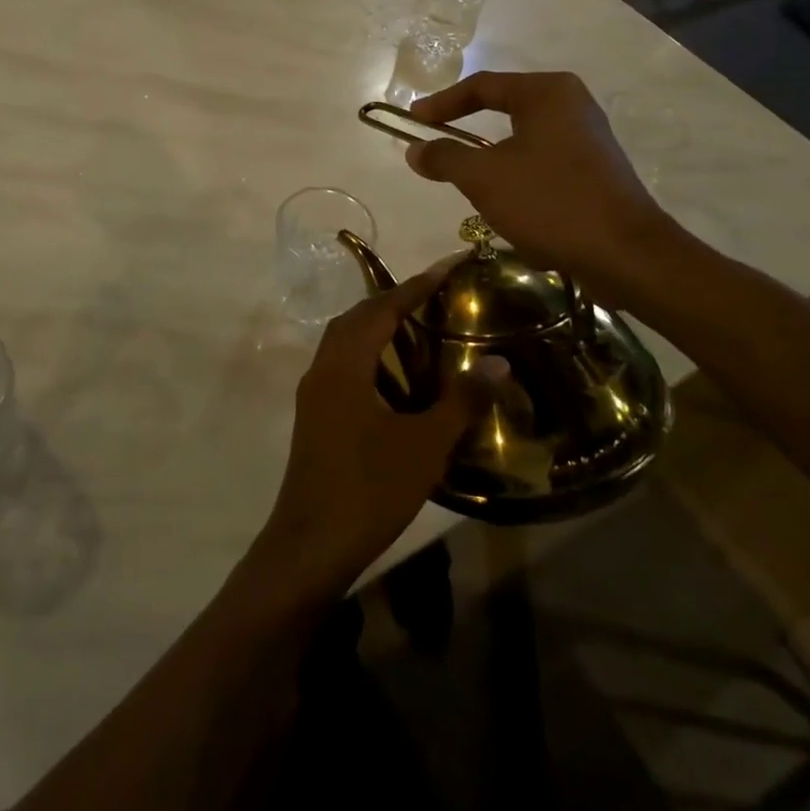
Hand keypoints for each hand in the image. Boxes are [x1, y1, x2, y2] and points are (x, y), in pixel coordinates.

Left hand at [249, 266, 477, 601]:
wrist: (312, 543)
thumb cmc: (370, 489)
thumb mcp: (424, 445)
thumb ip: (461, 401)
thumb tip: (498, 362)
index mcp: (345, 364)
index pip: (382, 308)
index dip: (415, 286)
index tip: (446, 267)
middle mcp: (323, 367)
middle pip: (357, 317)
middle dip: (393, 301)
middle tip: (434, 297)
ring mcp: (314, 392)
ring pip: (344, 341)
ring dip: (376, 327)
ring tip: (417, 329)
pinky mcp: (313, 415)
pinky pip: (341, 364)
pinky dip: (367, 355)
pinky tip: (393, 379)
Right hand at [404, 71, 682, 305]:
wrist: (626, 255)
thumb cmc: (550, 202)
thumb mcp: (484, 178)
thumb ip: (444, 157)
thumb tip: (414, 149)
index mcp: (546, 93)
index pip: (481, 86)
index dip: (441, 103)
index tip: (412, 121)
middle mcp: (571, 104)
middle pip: (503, 107)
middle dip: (465, 126)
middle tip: (433, 140)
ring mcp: (587, 137)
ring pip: (521, 137)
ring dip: (489, 154)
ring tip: (461, 174)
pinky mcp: (594, 169)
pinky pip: (541, 160)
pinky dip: (514, 172)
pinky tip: (503, 200)